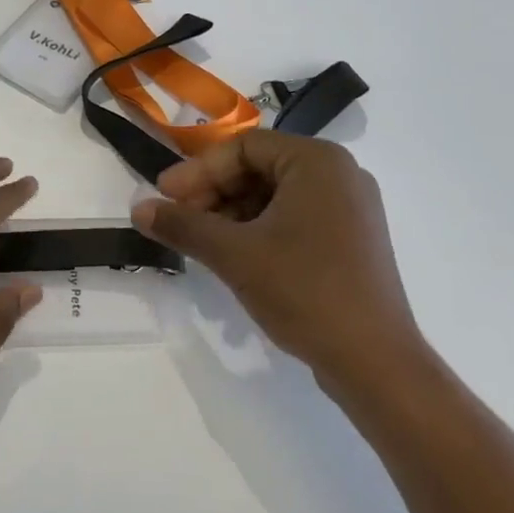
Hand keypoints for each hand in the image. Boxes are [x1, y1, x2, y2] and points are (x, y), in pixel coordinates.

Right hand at [130, 133, 425, 406]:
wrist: (376, 364)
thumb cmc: (304, 290)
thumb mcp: (234, 254)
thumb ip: (182, 225)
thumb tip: (137, 209)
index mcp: (317, 161)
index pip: (242, 147)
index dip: (198, 171)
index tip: (164, 197)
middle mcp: (340, 174)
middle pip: (258, 169)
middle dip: (212, 193)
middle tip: (178, 220)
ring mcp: (350, 209)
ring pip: (273, 196)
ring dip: (230, 214)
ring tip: (201, 242)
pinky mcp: (351, 240)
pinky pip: (293, 218)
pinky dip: (258, 230)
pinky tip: (233, 256)